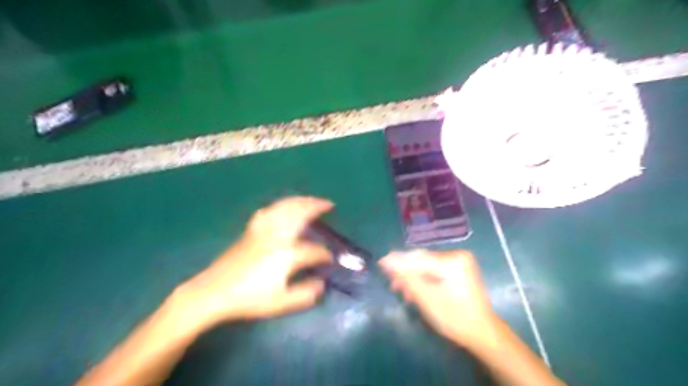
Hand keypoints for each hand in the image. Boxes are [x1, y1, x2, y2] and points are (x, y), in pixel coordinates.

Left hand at [171, 198, 333, 329]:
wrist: (213, 292)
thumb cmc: (249, 298)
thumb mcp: (281, 303)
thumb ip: (306, 294)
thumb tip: (321, 283)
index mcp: (287, 254)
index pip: (314, 250)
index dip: (325, 255)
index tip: (330, 260)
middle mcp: (278, 236)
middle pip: (300, 213)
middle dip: (316, 206)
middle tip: (329, 205)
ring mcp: (263, 230)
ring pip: (285, 207)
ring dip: (301, 200)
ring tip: (311, 200)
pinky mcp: (251, 230)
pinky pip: (270, 210)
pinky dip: (281, 204)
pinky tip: (283, 206)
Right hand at [382, 248, 500, 351]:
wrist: (483, 333)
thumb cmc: (454, 318)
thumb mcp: (426, 299)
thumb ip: (406, 277)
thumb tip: (386, 260)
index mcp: (452, 260)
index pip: (418, 257)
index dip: (398, 261)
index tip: (380, 264)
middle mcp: (457, 255)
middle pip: (423, 260)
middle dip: (406, 272)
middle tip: (392, 284)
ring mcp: (460, 262)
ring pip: (427, 265)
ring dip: (414, 277)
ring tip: (402, 291)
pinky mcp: (460, 269)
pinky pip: (435, 269)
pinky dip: (424, 278)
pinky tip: (416, 290)